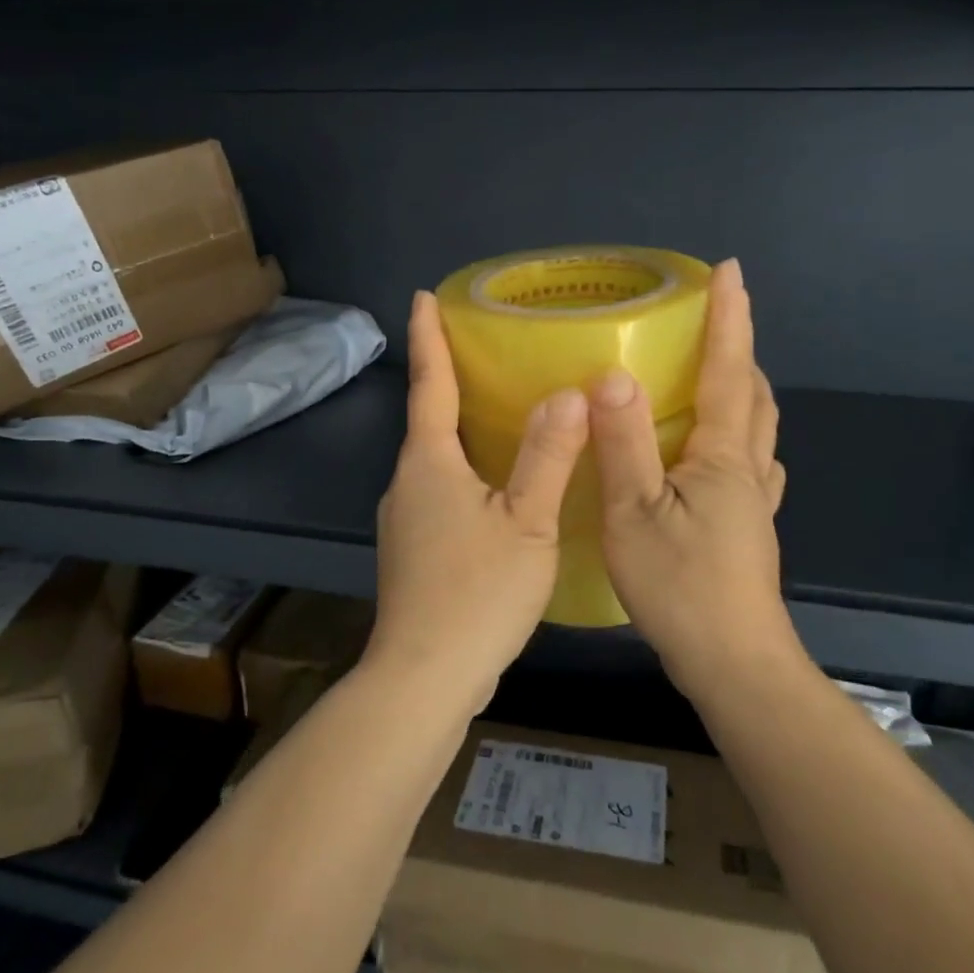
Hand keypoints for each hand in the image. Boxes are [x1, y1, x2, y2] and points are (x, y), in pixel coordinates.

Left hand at [370, 291, 589, 703]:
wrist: (426, 676)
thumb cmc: (477, 593)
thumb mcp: (526, 522)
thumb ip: (548, 457)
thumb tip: (568, 393)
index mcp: (429, 463)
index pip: (429, 384)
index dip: (428, 338)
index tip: (422, 296)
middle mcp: (407, 483)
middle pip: (429, 420)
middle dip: (450, 381)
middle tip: (484, 350)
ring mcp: (405, 520)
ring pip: (435, 459)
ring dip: (460, 430)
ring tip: (500, 411)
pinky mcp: (414, 550)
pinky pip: (440, 490)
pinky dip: (465, 471)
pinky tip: (496, 485)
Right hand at [589, 259, 801, 694]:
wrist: (732, 662)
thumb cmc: (681, 587)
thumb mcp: (635, 514)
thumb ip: (625, 444)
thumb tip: (614, 375)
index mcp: (722, 455)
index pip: (728, 371)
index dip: (729, 319)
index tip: (730, 270)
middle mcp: (747, 468)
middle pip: (754, 394)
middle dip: (739, 348)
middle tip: (715, 319)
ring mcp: (754, 500)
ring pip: (757, 429)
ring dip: (743, 389)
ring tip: (715, 372)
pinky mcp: (749, 527)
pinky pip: (750, 462)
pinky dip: (739, 435)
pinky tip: (719, 451)